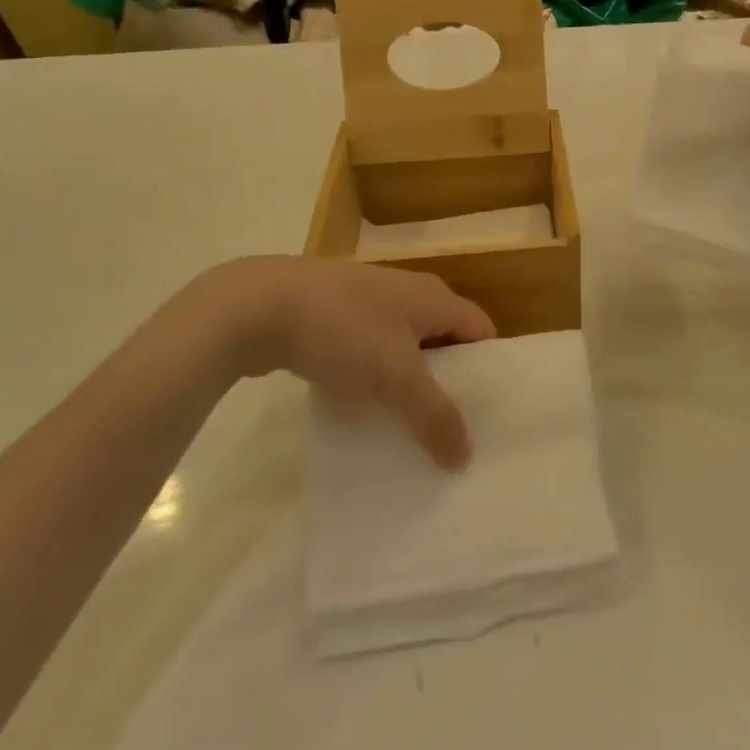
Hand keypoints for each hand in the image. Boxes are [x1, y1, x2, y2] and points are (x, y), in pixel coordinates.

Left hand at [178, 257, 493, 467]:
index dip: (488, 369)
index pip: (481, 330)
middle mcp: (409, 292)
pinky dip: (373, 376)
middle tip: (451, 429)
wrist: (260, 305)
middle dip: (449, 381)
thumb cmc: (345, 331)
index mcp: (435, 297)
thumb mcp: (397, 377)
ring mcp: (369, 300)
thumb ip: (435, 415)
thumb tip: (466, 456)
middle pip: (444, 339)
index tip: (489, 413)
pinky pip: (369, 348)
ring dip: (408, 382)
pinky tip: (362, 408)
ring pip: (403, 346)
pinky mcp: (335, 314)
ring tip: (409, 427)